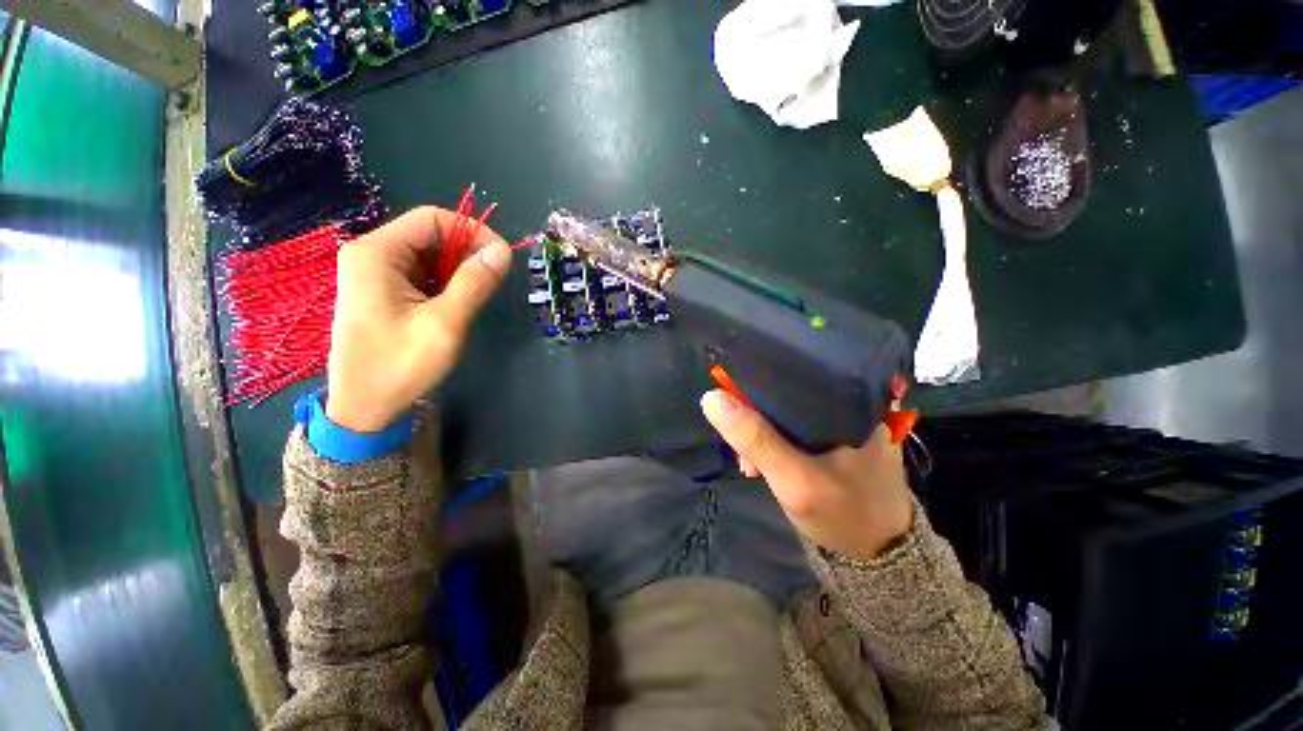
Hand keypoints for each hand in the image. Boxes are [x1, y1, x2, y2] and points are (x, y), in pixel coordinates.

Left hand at [325, 206, 511, 431]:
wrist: (364, 407)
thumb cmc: (400, 365)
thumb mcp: (445, 323)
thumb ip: (474, 283)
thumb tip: (503, 251)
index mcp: (377, 253)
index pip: (432, 219)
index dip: (472, 232)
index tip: (502, 258)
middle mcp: (372, 255)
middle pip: (430, 235)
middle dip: (467, 254)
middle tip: (492, 282)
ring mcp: (376, 274)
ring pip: (430, 256)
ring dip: (459, 272)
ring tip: (474, 299)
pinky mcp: (384, 292)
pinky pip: (423, 275)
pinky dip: (447, 285)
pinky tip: (455, 306)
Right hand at [700, 391, 912, 559]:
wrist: (877, 555)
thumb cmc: (845, 515)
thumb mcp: (795, 479)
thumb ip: (755, 439)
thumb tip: (712, 399)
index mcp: (853, 399)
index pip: (799, 366)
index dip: (759, 379)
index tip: (734, 400)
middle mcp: (850, 401)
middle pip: (788, 389)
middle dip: (756, 415)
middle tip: (741, 448)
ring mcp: (842, 419)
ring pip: (788, 409)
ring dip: (762, 431)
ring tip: (749, 463)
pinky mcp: (834, 436)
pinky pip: (793, 426)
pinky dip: (773, 440)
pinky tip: (761, 461)